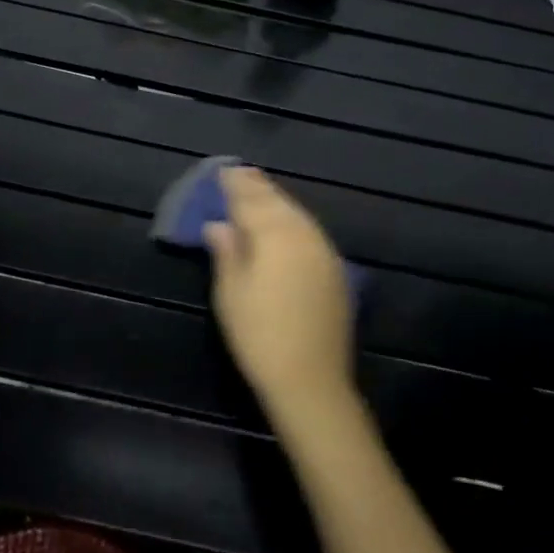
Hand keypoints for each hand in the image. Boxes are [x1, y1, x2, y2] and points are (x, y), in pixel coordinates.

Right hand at [205, 167, 354, 416]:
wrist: (311, 381)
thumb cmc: (259, 334)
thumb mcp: (230, 292)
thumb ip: (226, 251)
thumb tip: (219, 224)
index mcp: (274, 234)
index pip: (250, 200)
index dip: (235, 185)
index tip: (224, 171)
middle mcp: (302, 234)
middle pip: (277, 203)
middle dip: (258, 188)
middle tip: (241, 173)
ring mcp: (323, 252)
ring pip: (297, 215)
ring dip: (277, 201)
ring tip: (261, 192)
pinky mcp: (334, 271)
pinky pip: (309, 232)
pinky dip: (293, 221)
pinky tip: (285, 225)